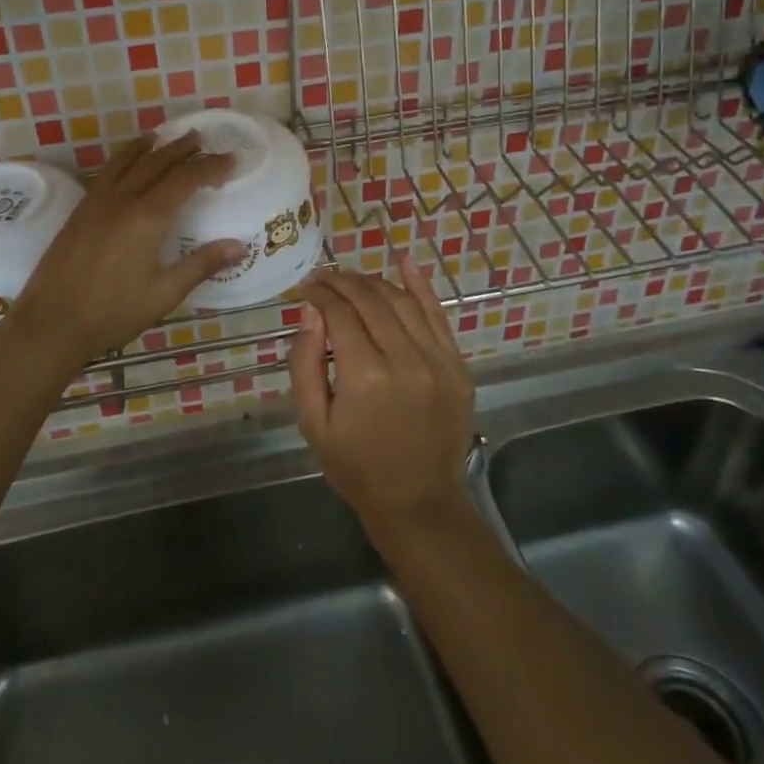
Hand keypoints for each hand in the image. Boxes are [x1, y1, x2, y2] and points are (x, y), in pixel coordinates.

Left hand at [2, 133, 246, 367]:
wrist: (51, 323)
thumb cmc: (113, 312)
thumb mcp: (164, 294)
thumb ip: (201, 265)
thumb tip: (240, 246)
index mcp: (148, 217)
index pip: (186, 179)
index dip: (210, 166)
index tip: (231, 159)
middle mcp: (123, 199)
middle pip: (157, 162)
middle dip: (181, 149)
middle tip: (201, 139)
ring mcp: (97, 202)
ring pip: (127, 161)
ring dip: (149, 147)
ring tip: (162, 137)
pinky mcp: (80, 211)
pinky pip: (107, 173)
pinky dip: (123, 159)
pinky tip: (126, 164)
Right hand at [290, 260, 475, 530]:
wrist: (417, 502)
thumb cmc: (355, 466)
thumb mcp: (313, 422)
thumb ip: (305, 362)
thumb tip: (311, 310)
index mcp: (365, 376)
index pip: (339, 313)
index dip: (320, 293)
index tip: (306, 287)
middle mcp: (405, 359)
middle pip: (370, 300)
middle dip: (342, 282)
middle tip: (323, 279)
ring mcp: (438, 361)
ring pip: (402, 301)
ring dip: (373, 282)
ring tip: (351, 280)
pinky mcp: (458, 366)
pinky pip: (437, 314)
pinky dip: (420, 285)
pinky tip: (405, 261)